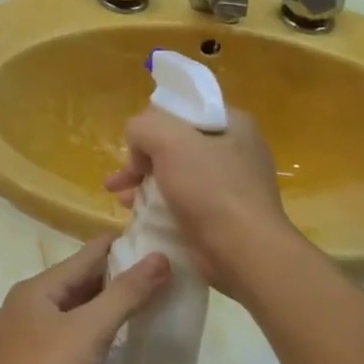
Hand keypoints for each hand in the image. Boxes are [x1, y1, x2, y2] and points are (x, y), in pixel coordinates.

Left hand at [0, 238, 169, 363]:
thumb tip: (160, 257)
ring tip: (134, 307)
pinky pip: (59, 337)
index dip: (116, 247)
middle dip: (110, 279)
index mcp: (34, 289)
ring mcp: (16, 338)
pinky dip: (83, 333)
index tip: (149, 237)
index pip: (83, 257)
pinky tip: (101, 346)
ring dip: (97, 308)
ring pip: (65, 312)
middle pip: (73, 284)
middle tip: (152, 275)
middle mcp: (21, 306)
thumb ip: (126, 294)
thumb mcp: (91, 332)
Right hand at [104, 106, 301, 300]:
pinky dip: (161, 205)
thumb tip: (138, 147)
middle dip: (141, 160)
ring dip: (146, 184)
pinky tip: (141, 216)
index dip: (151, 124)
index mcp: (232, 123)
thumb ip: (142, 127)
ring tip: (122, 200)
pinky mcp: (225, 215)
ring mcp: (232, 184)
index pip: (180, 111)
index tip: (134, 148)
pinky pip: (184, 201)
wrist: (244, 252)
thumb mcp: (168, 140)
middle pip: (175, 143)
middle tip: (119, 179)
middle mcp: (236, 149)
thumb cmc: (210, 189)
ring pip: (176, 174)